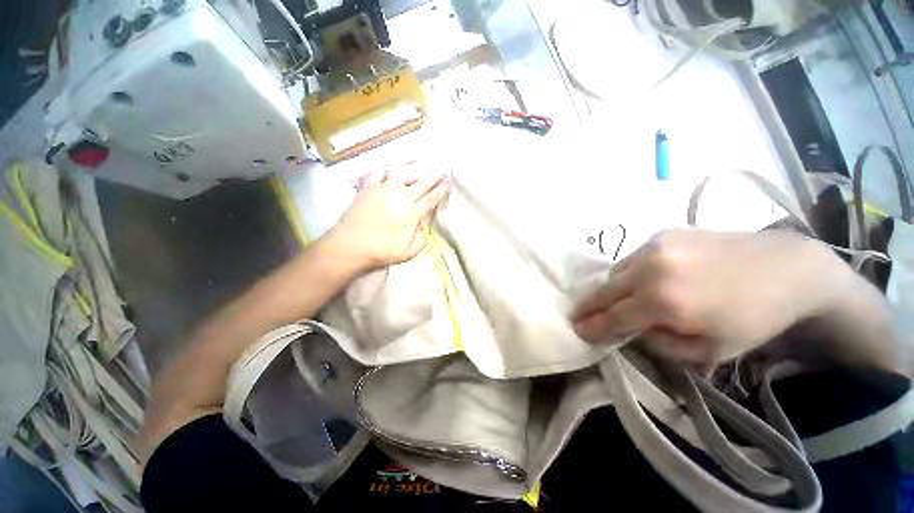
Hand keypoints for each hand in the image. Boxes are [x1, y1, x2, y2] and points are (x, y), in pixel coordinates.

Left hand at [327, 165, 449, 271]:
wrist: (350, 245)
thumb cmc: (382, 251)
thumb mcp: (409, 252)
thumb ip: (421, 237)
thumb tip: (423, 225)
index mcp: (412, 213)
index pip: (431, 198)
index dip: (441, 190)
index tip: (448, 183)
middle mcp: (400, 197)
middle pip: (421, 183)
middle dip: (434, 176)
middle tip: (442, 169)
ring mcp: (383, 189)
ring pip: (402, 174)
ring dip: (414, 168)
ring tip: (421, 163)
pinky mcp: (368, 188)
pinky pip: (376, 173)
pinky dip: (382, 170)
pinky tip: (386, 170)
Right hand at [572, 229, 845, 366]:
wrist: (787, 267)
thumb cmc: (754, 318)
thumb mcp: (710, 351)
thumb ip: (660, 344)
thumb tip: (632, 330)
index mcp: (666, 303)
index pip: (614, 318)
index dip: (592, 327)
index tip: (577, 331)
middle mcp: (652, 270)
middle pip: (605, 291)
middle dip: (588, 306)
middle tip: (577, 315)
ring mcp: (655, 247)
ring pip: (615, 273)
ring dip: (610, 289)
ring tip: (616, 300)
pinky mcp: (662, 234)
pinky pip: (631, 259)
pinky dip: (628, 273)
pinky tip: (642, 280)